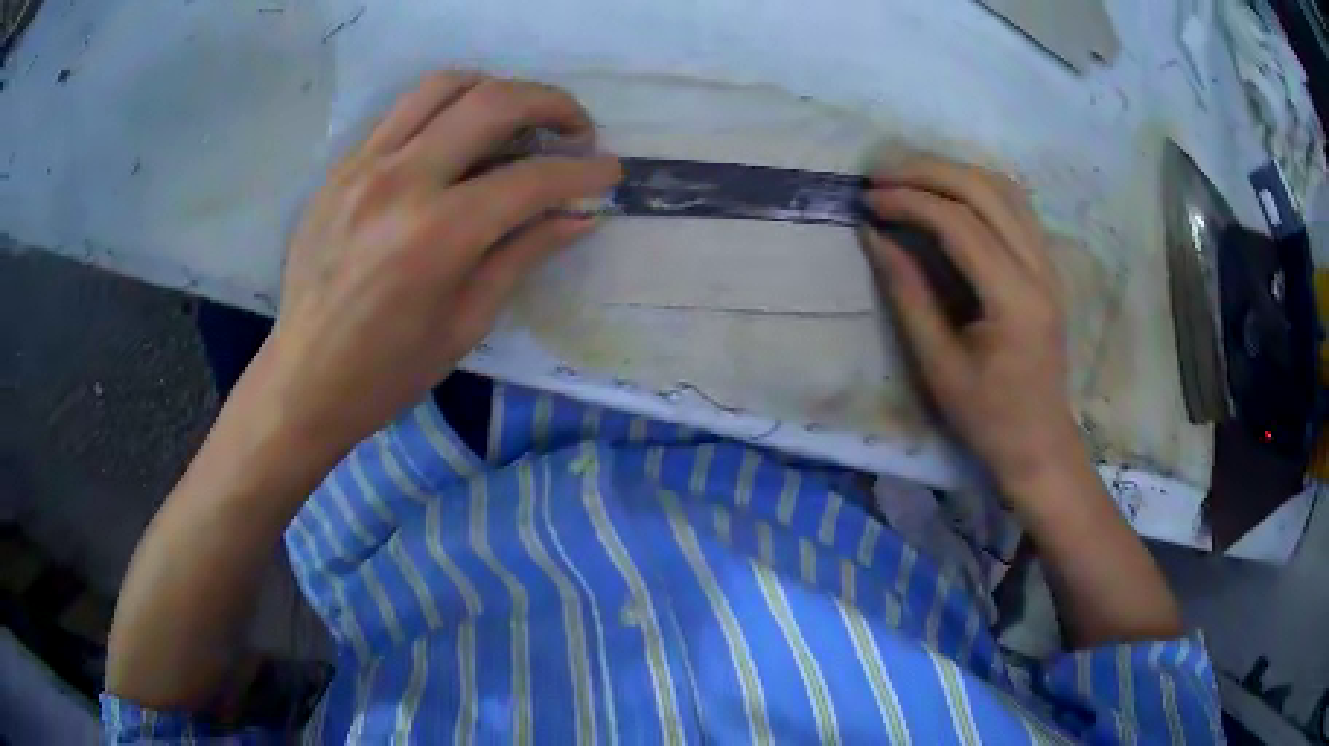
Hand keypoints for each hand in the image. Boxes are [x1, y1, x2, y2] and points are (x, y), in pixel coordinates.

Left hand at [260, 72, 620, 457]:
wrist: (303, 379)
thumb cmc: (389, 371)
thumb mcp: (466, 322)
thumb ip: (523, 254)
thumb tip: (580, 216)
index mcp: (437, 235)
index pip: (530, 179)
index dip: (582, 171)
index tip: (609, 171)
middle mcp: (400, 181)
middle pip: (492, 102)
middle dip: (551, 105)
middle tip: (574, 129)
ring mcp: (363, 165)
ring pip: (444, 86)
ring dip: (496, 90)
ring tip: (518, 118)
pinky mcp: (341, 167)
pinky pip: (402, 112)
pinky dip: (445, 111)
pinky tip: (457, 140)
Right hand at [860, 157, 1083, 494]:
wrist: (1040, 443)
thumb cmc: (988, 417)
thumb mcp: (938, 364)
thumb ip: (907, 293)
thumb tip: (874, 235)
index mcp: (1014, 299)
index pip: (960, 223)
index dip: (909, 201)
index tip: (867, 200)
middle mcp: (1039, 269)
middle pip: (985, 189)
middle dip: (927, 171)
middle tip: (880, 175)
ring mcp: (1049, 264)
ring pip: (1004, 188)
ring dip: (954, 173)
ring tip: (909, 179)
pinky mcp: (1047, 266)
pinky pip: (1015, 206)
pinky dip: (978, 188)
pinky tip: (949, 196)